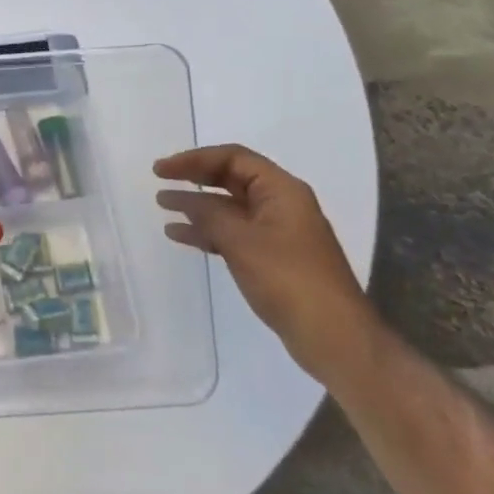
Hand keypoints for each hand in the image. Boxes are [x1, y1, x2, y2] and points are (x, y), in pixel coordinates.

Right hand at [154, 145, 375, 378]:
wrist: (332, 335)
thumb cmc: (288, 279)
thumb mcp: (241, 241)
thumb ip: (208, 214)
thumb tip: (183, 199)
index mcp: (282, 190)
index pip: (233, 158)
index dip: (194, 159)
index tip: (162, 170)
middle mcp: (281, 204)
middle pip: (231, 179)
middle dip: (195, 178)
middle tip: (160, 179)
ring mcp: (277, 232)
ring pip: (229, 207)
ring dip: (197, 205)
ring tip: (163, 206)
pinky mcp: (271, 257)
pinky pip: (233, 233)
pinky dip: (207, 231)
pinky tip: (180, 235)